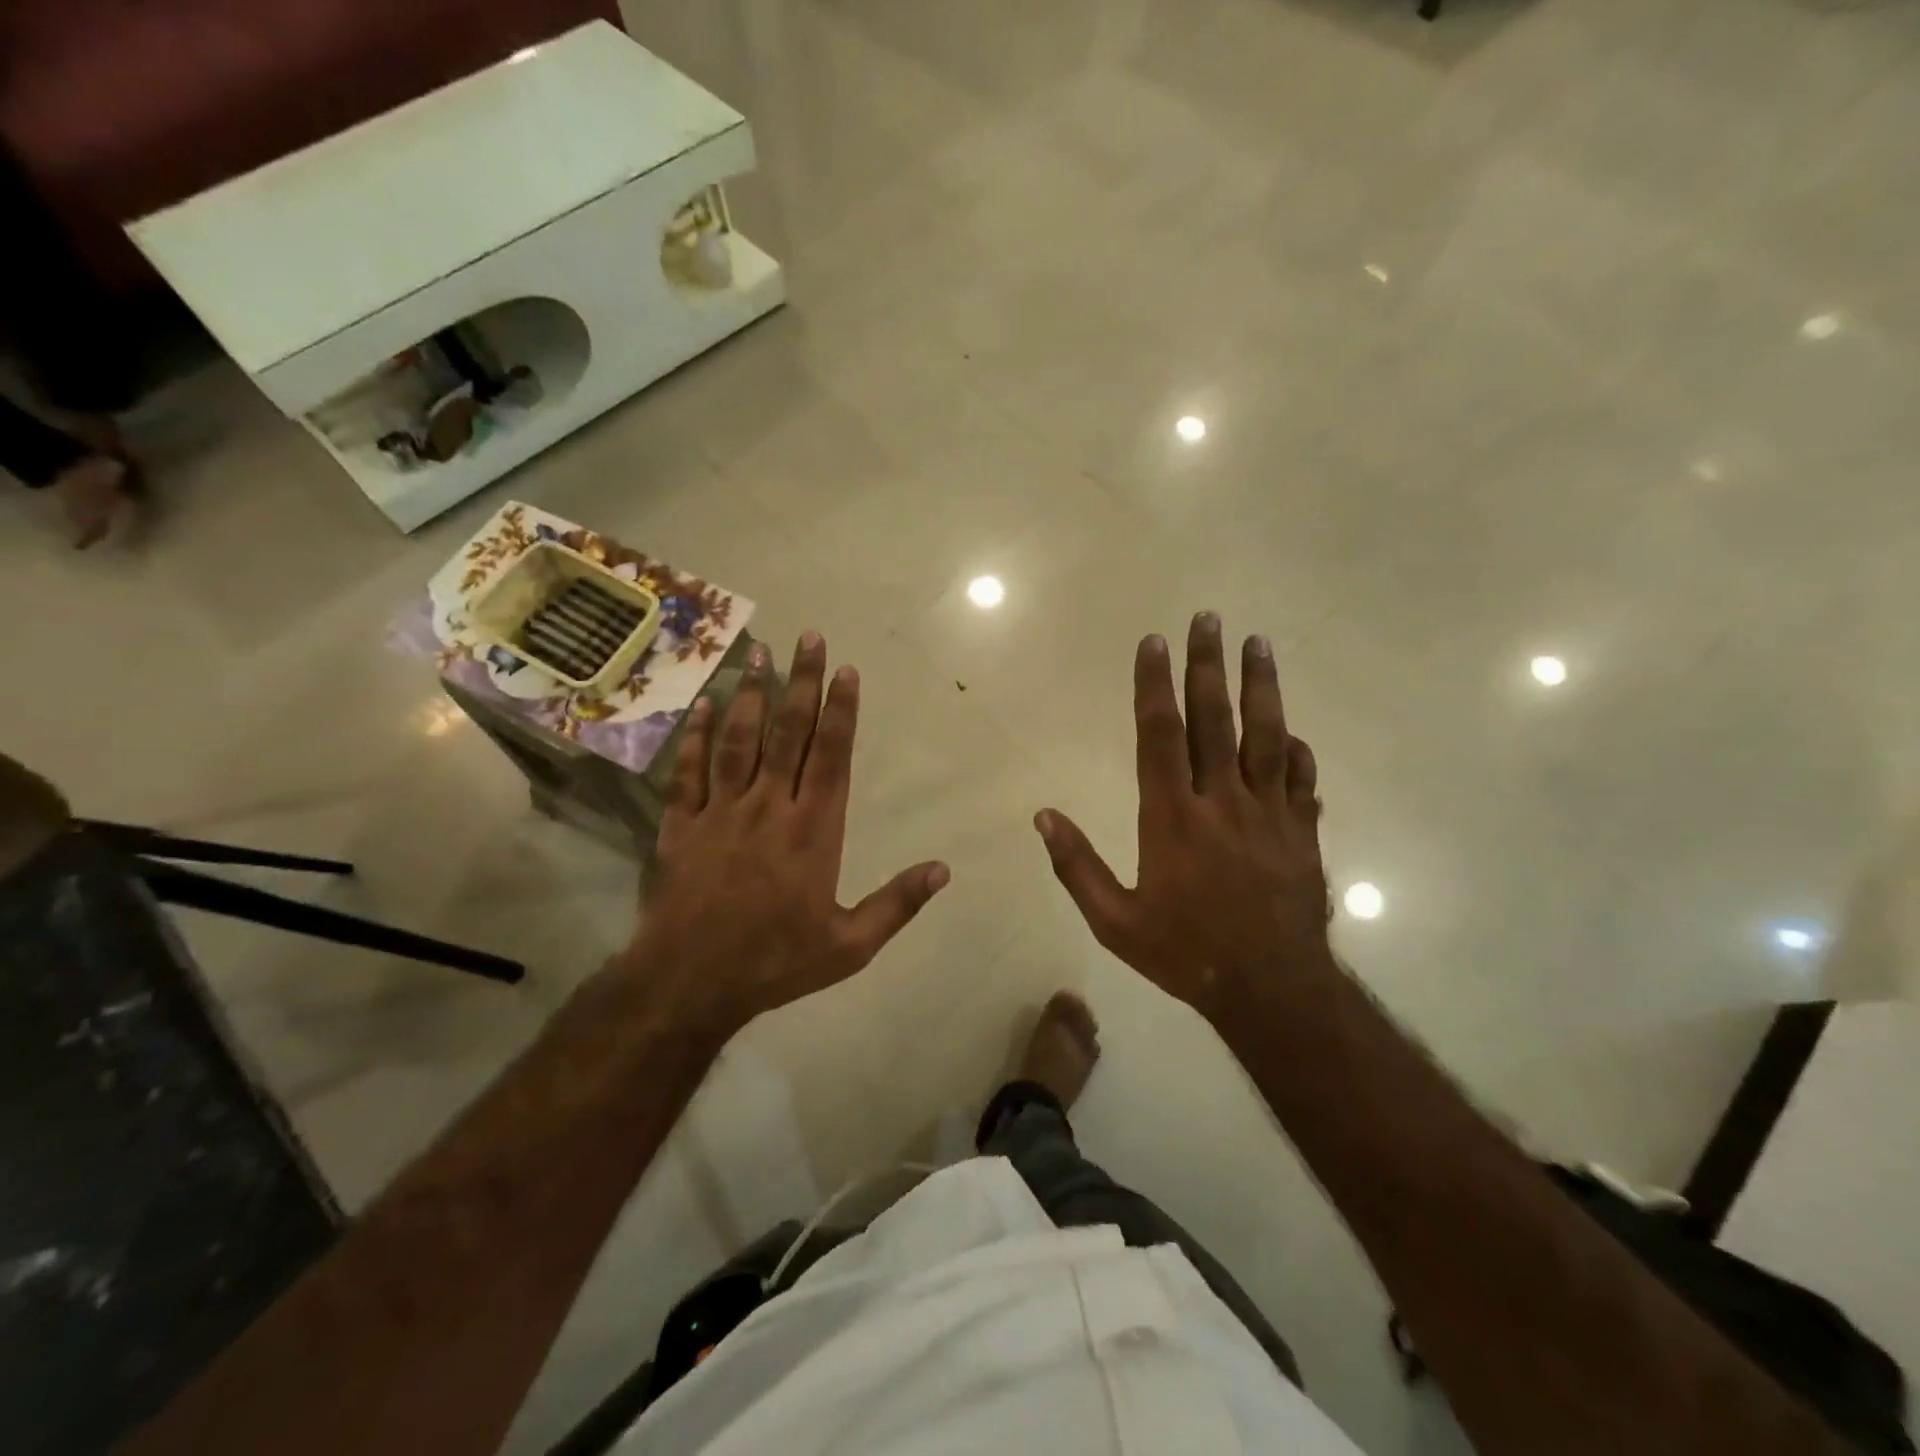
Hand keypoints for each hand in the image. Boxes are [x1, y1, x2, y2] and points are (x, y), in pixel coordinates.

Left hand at [625, 633, 948, 1041]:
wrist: (689, 983)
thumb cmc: (775, 962)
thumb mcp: (849, 946)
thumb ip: (897, 904)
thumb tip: (944, 870)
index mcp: (814, 830)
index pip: (831, 756)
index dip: (841, 710)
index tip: (846, 670)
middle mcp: (769, 807)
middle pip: (788, 733)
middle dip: (802, 682)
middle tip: (808, 637)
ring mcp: (721, 812)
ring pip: (738, 740)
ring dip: (751, 694)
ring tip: (760, 653)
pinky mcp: (682, 825)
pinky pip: (688, 771)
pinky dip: (695, 736)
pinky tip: (703, 704)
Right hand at [1035, 613, 1332, 1024]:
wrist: (1272, 990)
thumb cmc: (1186, 953)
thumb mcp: (1115, 921)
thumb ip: (1076, 866)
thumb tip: (1043, 816)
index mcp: (1173, 816)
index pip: (1160, 734)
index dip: (1155, 684)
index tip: (1154, 642)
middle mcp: (1222, 801)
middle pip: (1215, 719)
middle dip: (1208, 665)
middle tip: (1209, 618)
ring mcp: (1270, 813)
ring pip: (1266, 736)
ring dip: (1261, 687)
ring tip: (1258, 643)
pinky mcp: (1303, 832)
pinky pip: (1302, 781)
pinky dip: (1297, 752)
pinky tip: (1293, 733)